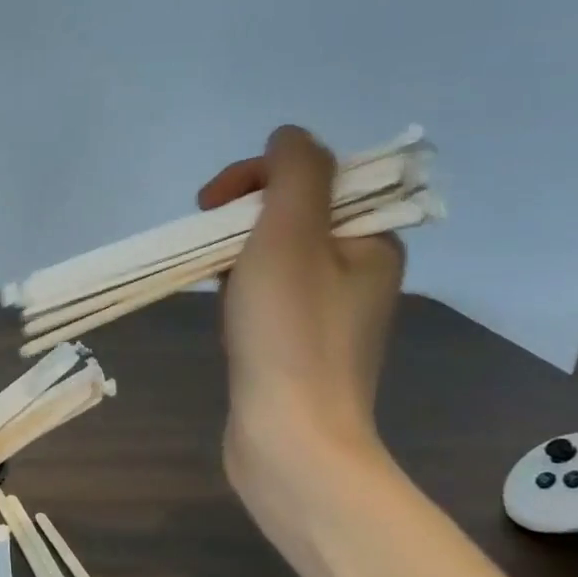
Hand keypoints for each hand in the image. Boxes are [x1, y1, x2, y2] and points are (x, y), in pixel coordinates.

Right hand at [198, 126, 404, 489]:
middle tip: (206, 241)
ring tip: (213, 279)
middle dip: (242, 218)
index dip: (258, 177)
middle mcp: (359, 271)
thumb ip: (294, 172)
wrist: (291, 440)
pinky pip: (268, 295)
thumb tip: (289, 136)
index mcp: (371, 240)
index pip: (314, 177)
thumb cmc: (289, 332)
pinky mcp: (300, 345)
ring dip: (237, 254)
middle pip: (292, 214)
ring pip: (274, 256)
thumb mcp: (291, 233)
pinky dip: (240, 290)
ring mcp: (329, 313)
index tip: (212, 204)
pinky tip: (223, 309)